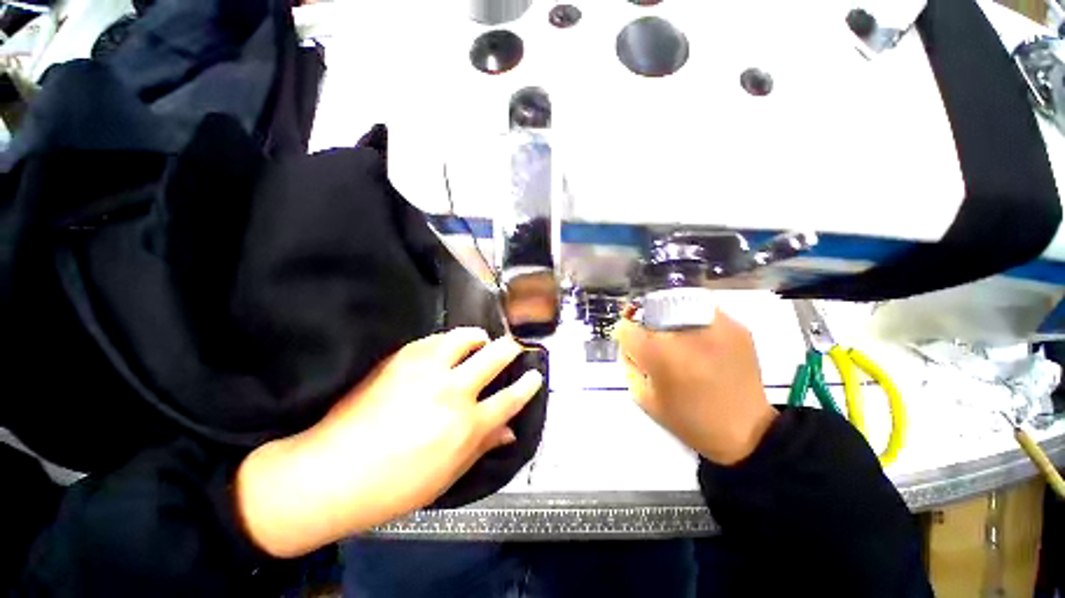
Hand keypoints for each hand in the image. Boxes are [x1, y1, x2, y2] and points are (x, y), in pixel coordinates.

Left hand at [236, 329, 542, 557]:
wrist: (331, 472)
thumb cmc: (394, 486)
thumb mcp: (446, 476)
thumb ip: (482, 447)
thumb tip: (508, 431)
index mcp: (467, 425)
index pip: (510, 398)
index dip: (528, 384)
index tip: (534, 375)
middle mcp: (453, 391)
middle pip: (496, 356)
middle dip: (511, 349)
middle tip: (512, 348)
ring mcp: (427, 370)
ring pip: (466, 337)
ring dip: (479, 337)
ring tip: (479, 341)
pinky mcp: (403, 358)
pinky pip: (436, 338)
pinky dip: (449, 339)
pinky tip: (447, 346)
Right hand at [614, 308, 776, 465]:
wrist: (746, 432)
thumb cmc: (688, 420)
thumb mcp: (644, 398)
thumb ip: (629, 364)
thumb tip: (628, 342)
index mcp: (657, 354)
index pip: (626, 328)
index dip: (624, 333)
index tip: (631, 341)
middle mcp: (682, 333)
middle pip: (650, 310)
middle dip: (645, 322)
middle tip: (652, 337)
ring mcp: (712, 326)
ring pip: (676, 303)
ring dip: (668, 315)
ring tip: (675, 333)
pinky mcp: (735, 327)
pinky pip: (703, 308)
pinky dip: (693, 317)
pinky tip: (698, 336)